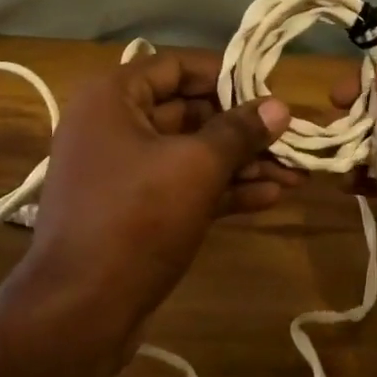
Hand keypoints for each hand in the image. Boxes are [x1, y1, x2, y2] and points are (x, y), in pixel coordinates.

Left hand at [21, 47, 295, 347]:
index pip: (177, 66)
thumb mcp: (195, 168)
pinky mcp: (134, 210)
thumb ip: (239, 132)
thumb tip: (279, 106)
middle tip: (292, 139)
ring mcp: (122, 170)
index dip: (226, 75)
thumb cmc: (136, 219)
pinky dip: (222, 189)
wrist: (80, 310)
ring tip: (295, 173)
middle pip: (187, 111)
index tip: (270, 91)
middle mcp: (112, 125)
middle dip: (242, 128)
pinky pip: (182, 185)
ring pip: (189, 153)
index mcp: (112, 97)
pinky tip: (270, 197)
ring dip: (241, 163)